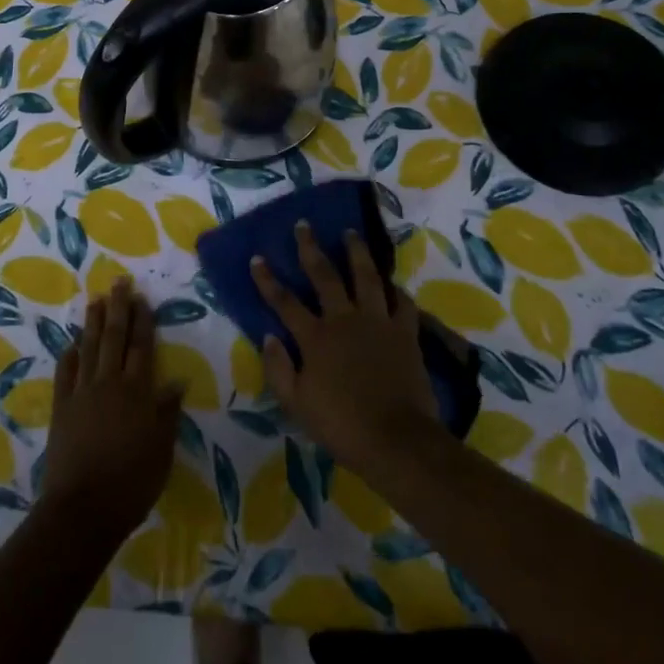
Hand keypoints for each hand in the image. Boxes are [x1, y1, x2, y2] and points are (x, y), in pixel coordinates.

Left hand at [41, 280, 183, 540]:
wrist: (83, 509)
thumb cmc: (131, 483)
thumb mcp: (161, 450)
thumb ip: (167, 413)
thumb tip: (177, 381)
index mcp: (137, 392)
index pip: (141, 347)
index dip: (143, 321)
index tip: (142, 298)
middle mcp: (109, 383)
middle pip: (114, 338)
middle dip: (118, 308)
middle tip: (119, 282)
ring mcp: (82, 393)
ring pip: (88, 348)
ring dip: (92, 322)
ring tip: (95, 299)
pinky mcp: (61, 407)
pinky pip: (65, 373)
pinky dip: (69, 355)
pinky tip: (72, 343)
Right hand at [253, 223, 442, 474]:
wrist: (395, 439)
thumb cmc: (341, 425)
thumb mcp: (296, 404)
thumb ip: (278, 369)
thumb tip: (268, 337)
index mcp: (315, 337)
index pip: (284, 301)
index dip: (268, 279)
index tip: (257, 257)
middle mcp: (344, 319)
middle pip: (325, 275)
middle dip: (310, 248)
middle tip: (304, 225)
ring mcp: (377, 322)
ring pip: (366, 277)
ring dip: (357, 252)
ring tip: (351, 233)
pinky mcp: (405, 332)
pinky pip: (402, 303)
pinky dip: (397, 291)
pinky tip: (393, 283)